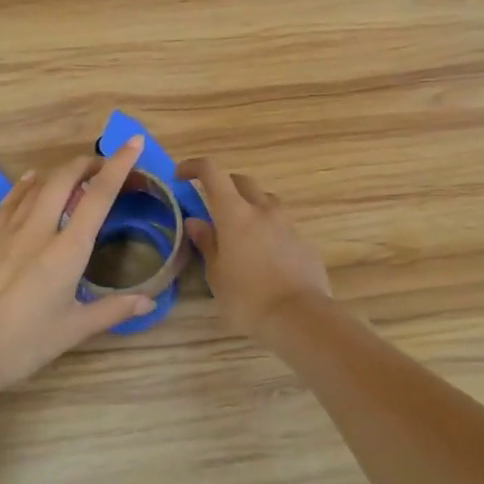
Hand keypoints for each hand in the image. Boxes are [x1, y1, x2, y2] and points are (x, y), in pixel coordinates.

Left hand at [0, 137, 156, 387]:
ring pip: (37, 184)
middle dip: (88, 163)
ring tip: (77, 173)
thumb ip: (113, 310)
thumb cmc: (25, 343)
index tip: (133, 142)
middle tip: (106, 165)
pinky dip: (26, 185)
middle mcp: (39, 230)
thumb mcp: (74, 329)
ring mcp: (9, 231)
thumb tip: (149, 302)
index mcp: (67, 249)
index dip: (118, 165)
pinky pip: (10, 200)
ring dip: (61, 171)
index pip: (99, 196)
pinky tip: (31, 180)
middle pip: (65, 178)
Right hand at [176, 158, 331, 343]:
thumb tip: (196, 222)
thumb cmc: (247, 298)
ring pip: (265, 200)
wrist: (300, 317)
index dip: (194, 167)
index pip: (212, 172)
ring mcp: (287, 224)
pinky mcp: (303, 241)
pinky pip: (281, 224)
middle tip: (211, 205)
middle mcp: (262, 210)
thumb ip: (207, 243)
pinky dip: (267, 229)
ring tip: (239, 231)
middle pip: (241, 181)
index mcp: (235, 213)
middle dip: (224, 185)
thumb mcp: (217, 274)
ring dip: (249, 205)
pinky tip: (263, 255)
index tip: (181, 176)